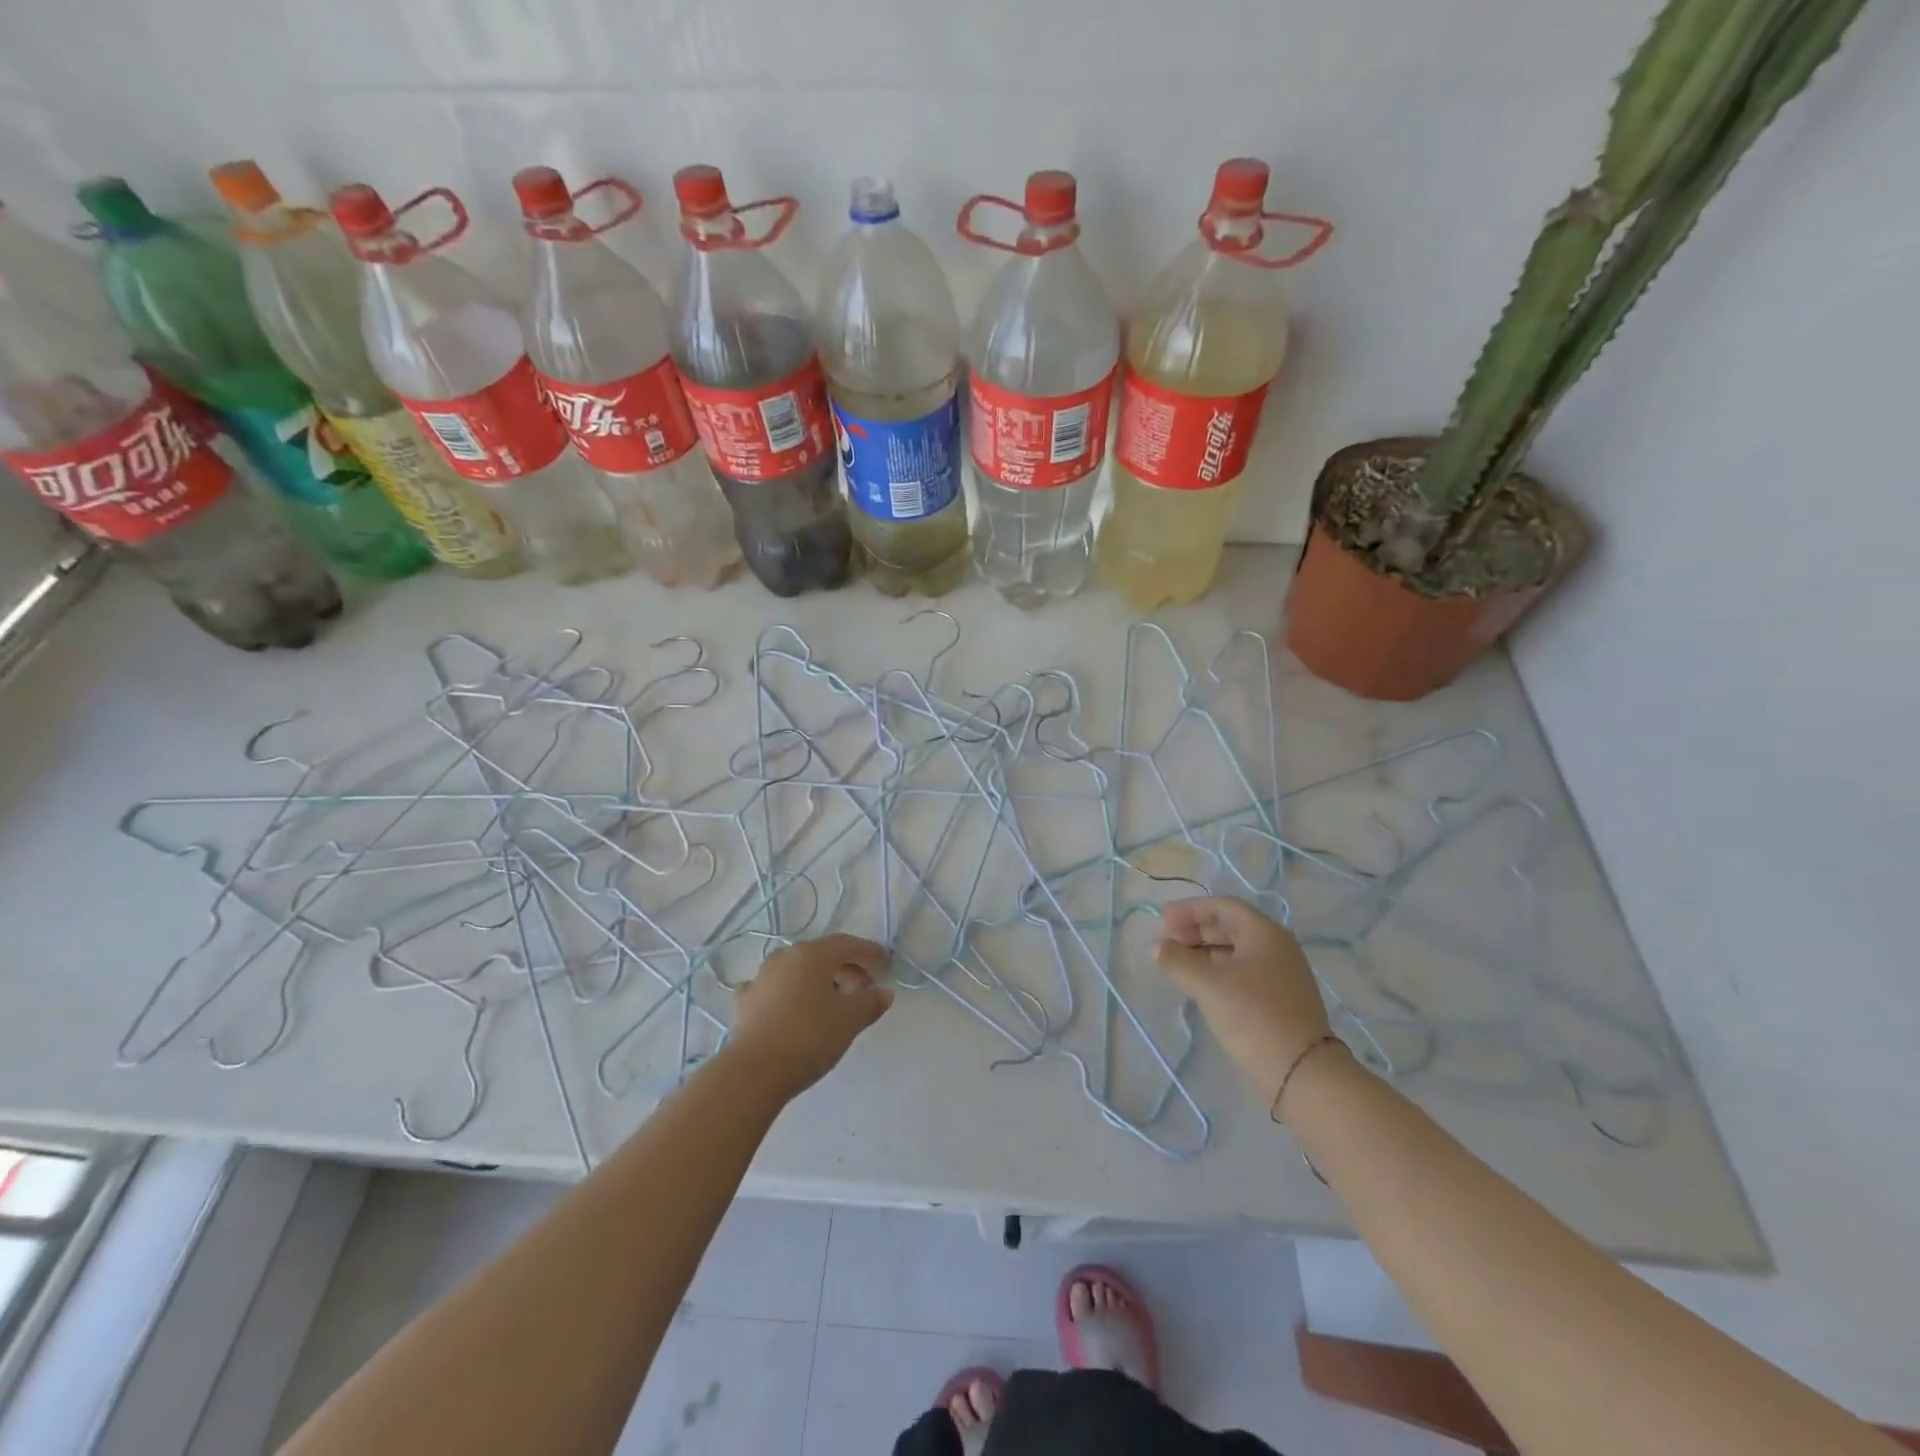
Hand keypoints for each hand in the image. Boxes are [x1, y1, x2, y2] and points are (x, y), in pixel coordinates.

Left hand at [728, 934, 893, 1099]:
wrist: (754, 1071)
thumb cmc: (809, 1037)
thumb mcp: (850, 1020)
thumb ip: (870, 1003)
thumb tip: (884, 993)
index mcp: (812, 954)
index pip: (846, 944)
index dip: (866, 952)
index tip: (882, 962)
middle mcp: (785, 957)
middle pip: (821, 955)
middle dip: (845, 967)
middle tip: (863, 987)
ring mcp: (761, 978)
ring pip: (797, 970)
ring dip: (817, 980)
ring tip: (832, 1001)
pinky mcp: (746, 1002)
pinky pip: (774, 989)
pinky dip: (789, 993)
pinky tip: (792, 1007)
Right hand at [1155, 897, 1333, 1103]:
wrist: (1303, 1073)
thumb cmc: (1253, 1016)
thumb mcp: (1208, 985)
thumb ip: (1178, 961)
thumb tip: (1157, 947)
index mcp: (1264, 933)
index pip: (1224, 906)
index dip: (1190, 910)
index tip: (1163, 921)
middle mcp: (1278, 948)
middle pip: (1231, 927)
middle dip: (1196, 931)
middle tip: (1167, 942)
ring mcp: (1283, 975)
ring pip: (1237, 952)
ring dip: (1205, 953)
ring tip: (1178, 965)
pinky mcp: (1283, 1001)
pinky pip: (1245, 973)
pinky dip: (1219, 972)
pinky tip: (1202, 987)